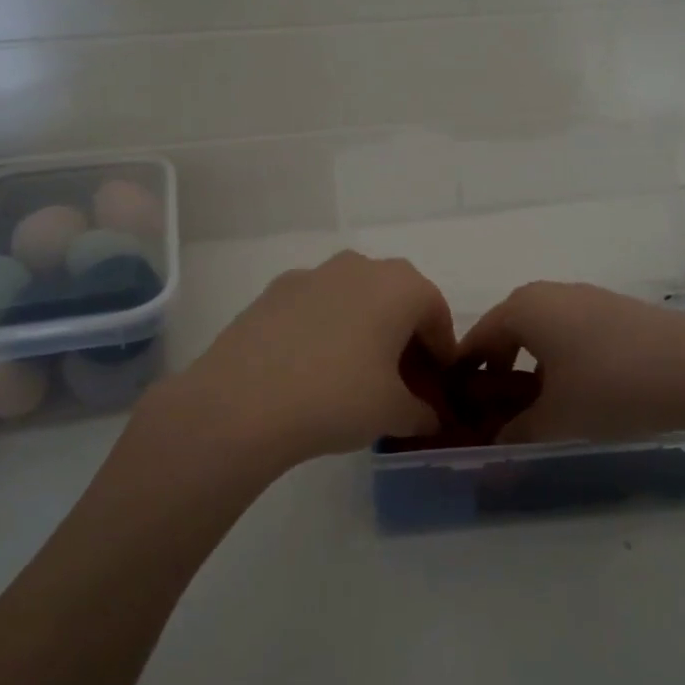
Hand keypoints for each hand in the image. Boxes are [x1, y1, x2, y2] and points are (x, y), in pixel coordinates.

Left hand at [158, 251, 455, 469]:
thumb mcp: (394, 413)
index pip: (436, 314)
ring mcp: (312, 274)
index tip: (437, 385)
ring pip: (354, 298)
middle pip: (395, 300)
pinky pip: (316, 306)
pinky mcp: (273, 291)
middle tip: (400, 381)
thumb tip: (431, 418)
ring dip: (364, 329)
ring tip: (355, 375)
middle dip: (404, 337)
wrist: (242, 401)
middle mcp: (359, 266)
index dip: (442, 352)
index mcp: (400, 286)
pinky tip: (312, 367)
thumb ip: (422, 412)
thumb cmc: (337, 398)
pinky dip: (325, 329)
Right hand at [459, 281, 684, 443]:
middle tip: (496, 408)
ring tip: (540, 402)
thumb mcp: (556, 420)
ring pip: (542, 330)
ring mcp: (586, 297)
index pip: (476, 340)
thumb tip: (496, 443)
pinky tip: (580, 388)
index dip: (463, 375)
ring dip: (531, 363)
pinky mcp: (617, 309)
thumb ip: (516, 432)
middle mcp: (549, 293)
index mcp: (522, 309)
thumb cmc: (611, 387)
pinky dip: (561, 356)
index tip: (457, 407)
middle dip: (497, 368)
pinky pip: (571, 331)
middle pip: (507, 330)